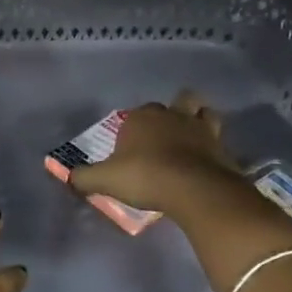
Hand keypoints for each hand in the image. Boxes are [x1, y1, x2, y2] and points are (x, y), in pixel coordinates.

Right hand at [69, 92, 244, 216]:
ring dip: (199, 120)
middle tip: (165, 135)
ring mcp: (202, 129)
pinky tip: (206, 162)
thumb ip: (83, 178)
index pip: (136, 113)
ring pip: (204, 112)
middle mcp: (173, 115)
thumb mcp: (104, 180)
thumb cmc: (144, 176)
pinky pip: (219, 140)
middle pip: (178, 101)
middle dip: (172, 112)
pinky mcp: (223, 148)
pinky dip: (213, 148)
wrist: (194, 189)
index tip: (130, 147)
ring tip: (192, 138)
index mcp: (142, 117)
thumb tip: (68, 178)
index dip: (134, 127)